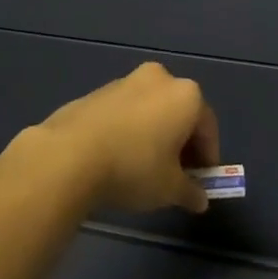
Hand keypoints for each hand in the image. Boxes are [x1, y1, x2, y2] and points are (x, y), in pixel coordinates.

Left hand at [29, 63, 219, 215]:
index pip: (208, 128)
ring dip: (154, 134)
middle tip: (176, 174)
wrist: (69, 154)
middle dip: (181, 143)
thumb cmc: (134, 167)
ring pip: (151, 110)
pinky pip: (125, 111)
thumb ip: (190, 192)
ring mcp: (126, 81)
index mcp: (186, 95)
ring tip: (144, 167)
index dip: (208, 157)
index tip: (200, 181)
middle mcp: (160, 79)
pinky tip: (118, 156)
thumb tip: (199, 199)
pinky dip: (129, 129)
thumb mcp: (170, 189)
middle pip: (179, 113)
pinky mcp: (98, 91)